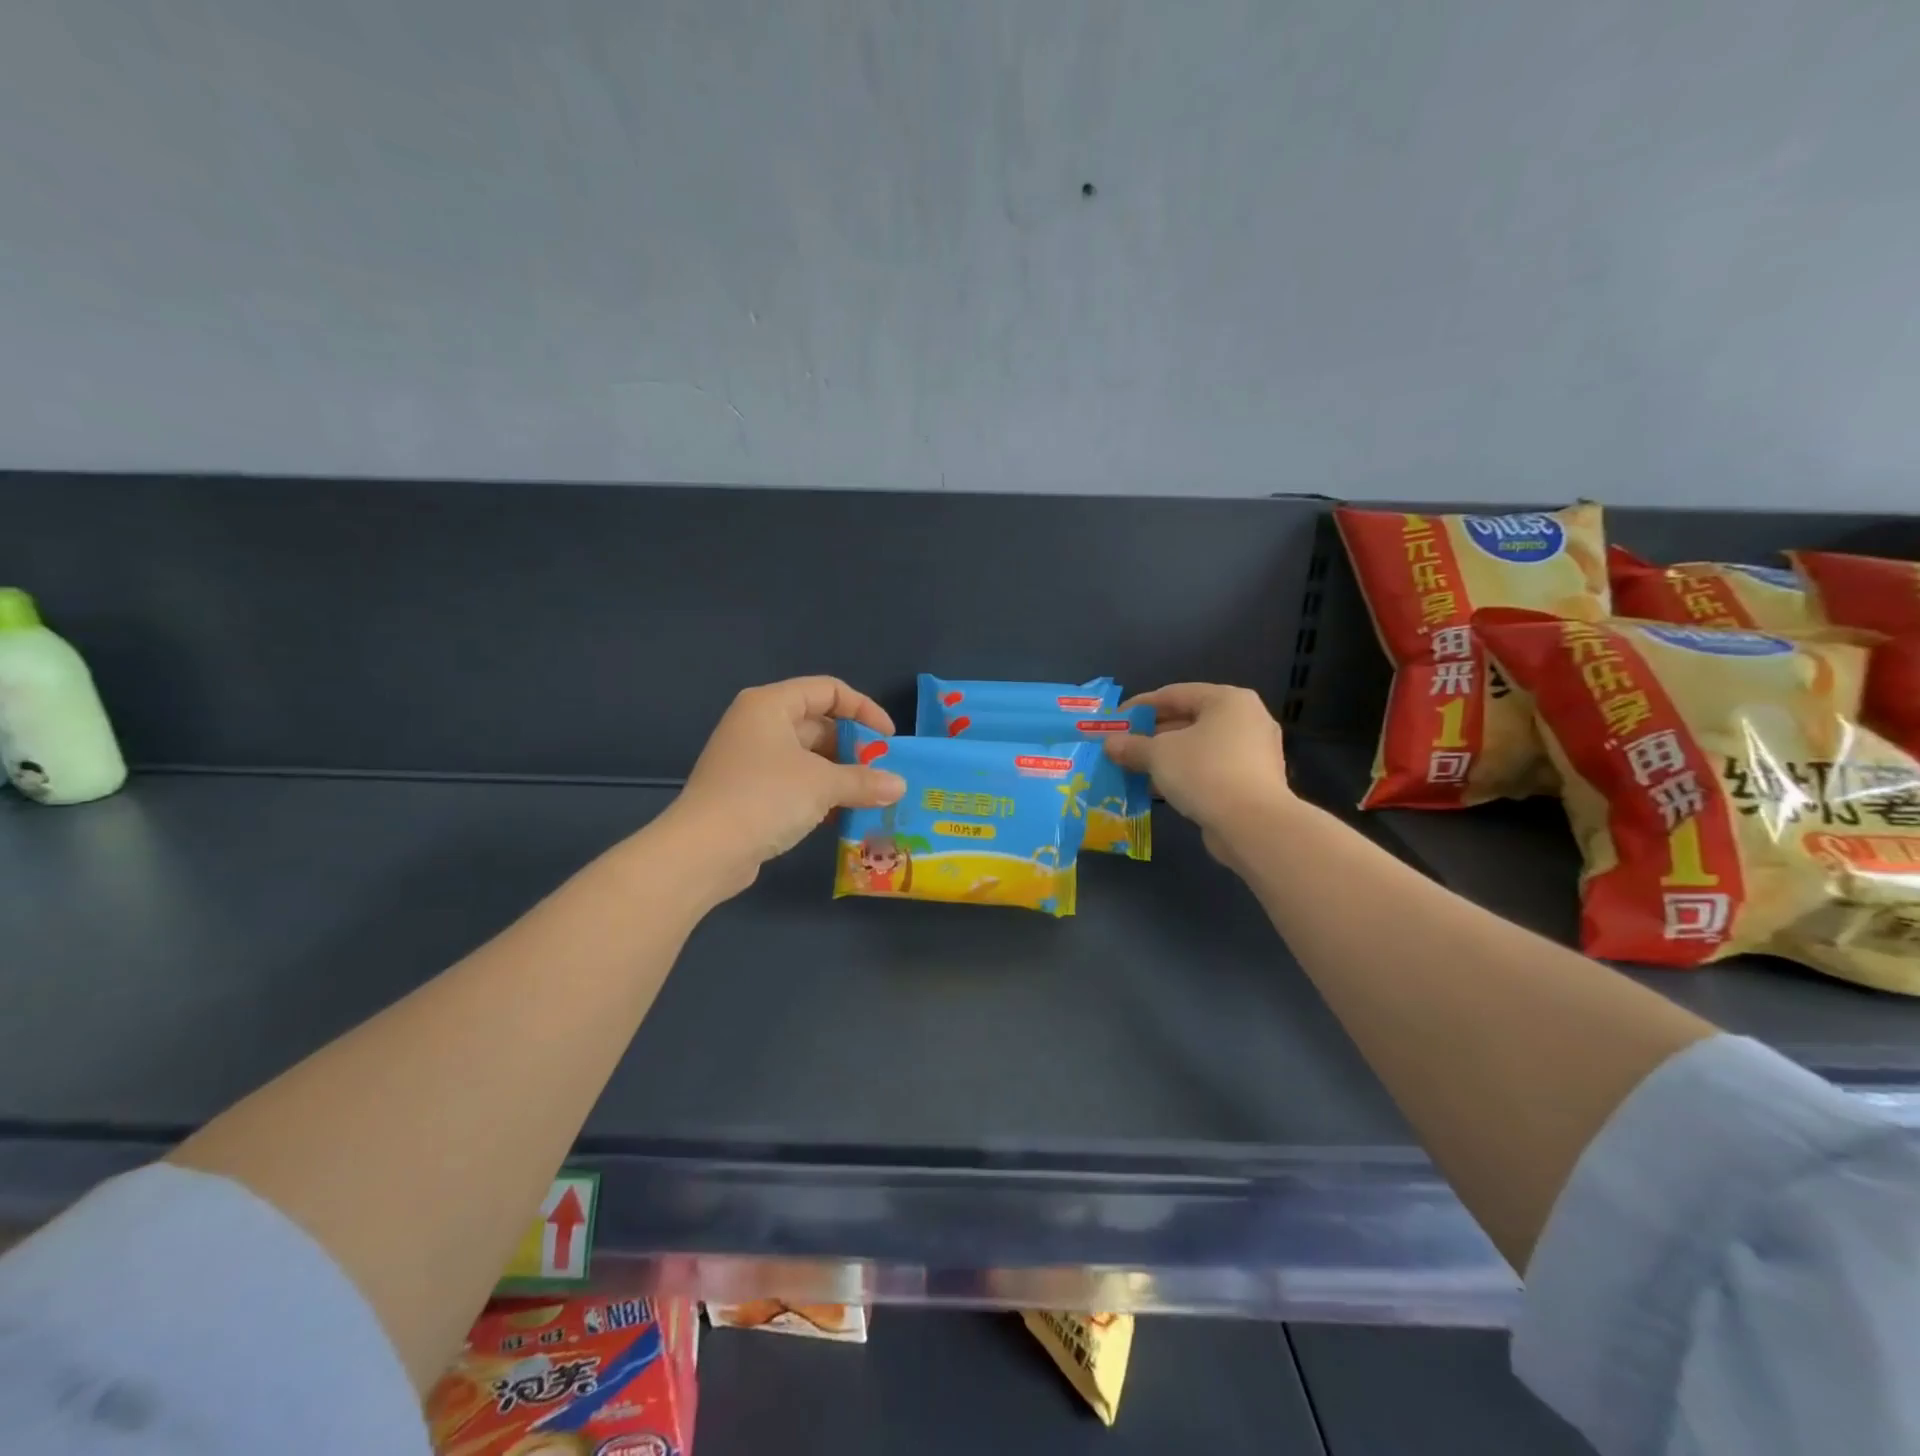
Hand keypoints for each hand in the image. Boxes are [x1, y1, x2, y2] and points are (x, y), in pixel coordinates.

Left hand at [657, 677, 906, 899]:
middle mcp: (758, 724)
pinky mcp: (748, 792)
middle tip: (882, 773)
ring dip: (840, 775)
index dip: (863, 709)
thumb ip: (864, 781)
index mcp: (771, 705)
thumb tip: (899, 785)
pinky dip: (819, 794)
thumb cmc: (765, 798)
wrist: (703, 851)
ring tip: (870, 797)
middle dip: (854, 748)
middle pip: (819, 724)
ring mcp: (751, 759)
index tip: (888, 739)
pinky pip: (794, 782)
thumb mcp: (823, 784)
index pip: (828, 690)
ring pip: (808, 757)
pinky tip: (842, 816)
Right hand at [1104, 684, 1296, 861]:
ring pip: (1200, 747)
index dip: (1140, 706)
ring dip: (1167, 758)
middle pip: (1189, 720)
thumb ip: (1133, 746)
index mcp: (1227, 700)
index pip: (1174, 694)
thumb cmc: (1204, 772)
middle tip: (1124, 747)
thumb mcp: (1159, 755)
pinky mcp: (1254, 781)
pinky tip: (1160, 788)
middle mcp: (1246, 719)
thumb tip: (1109, 744)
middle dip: (1153, 735)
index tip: (1115, 720)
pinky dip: (1186, 774)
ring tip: (1136, 769)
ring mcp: (1255, 752)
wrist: (1252, 824)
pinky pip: (1212, 769)